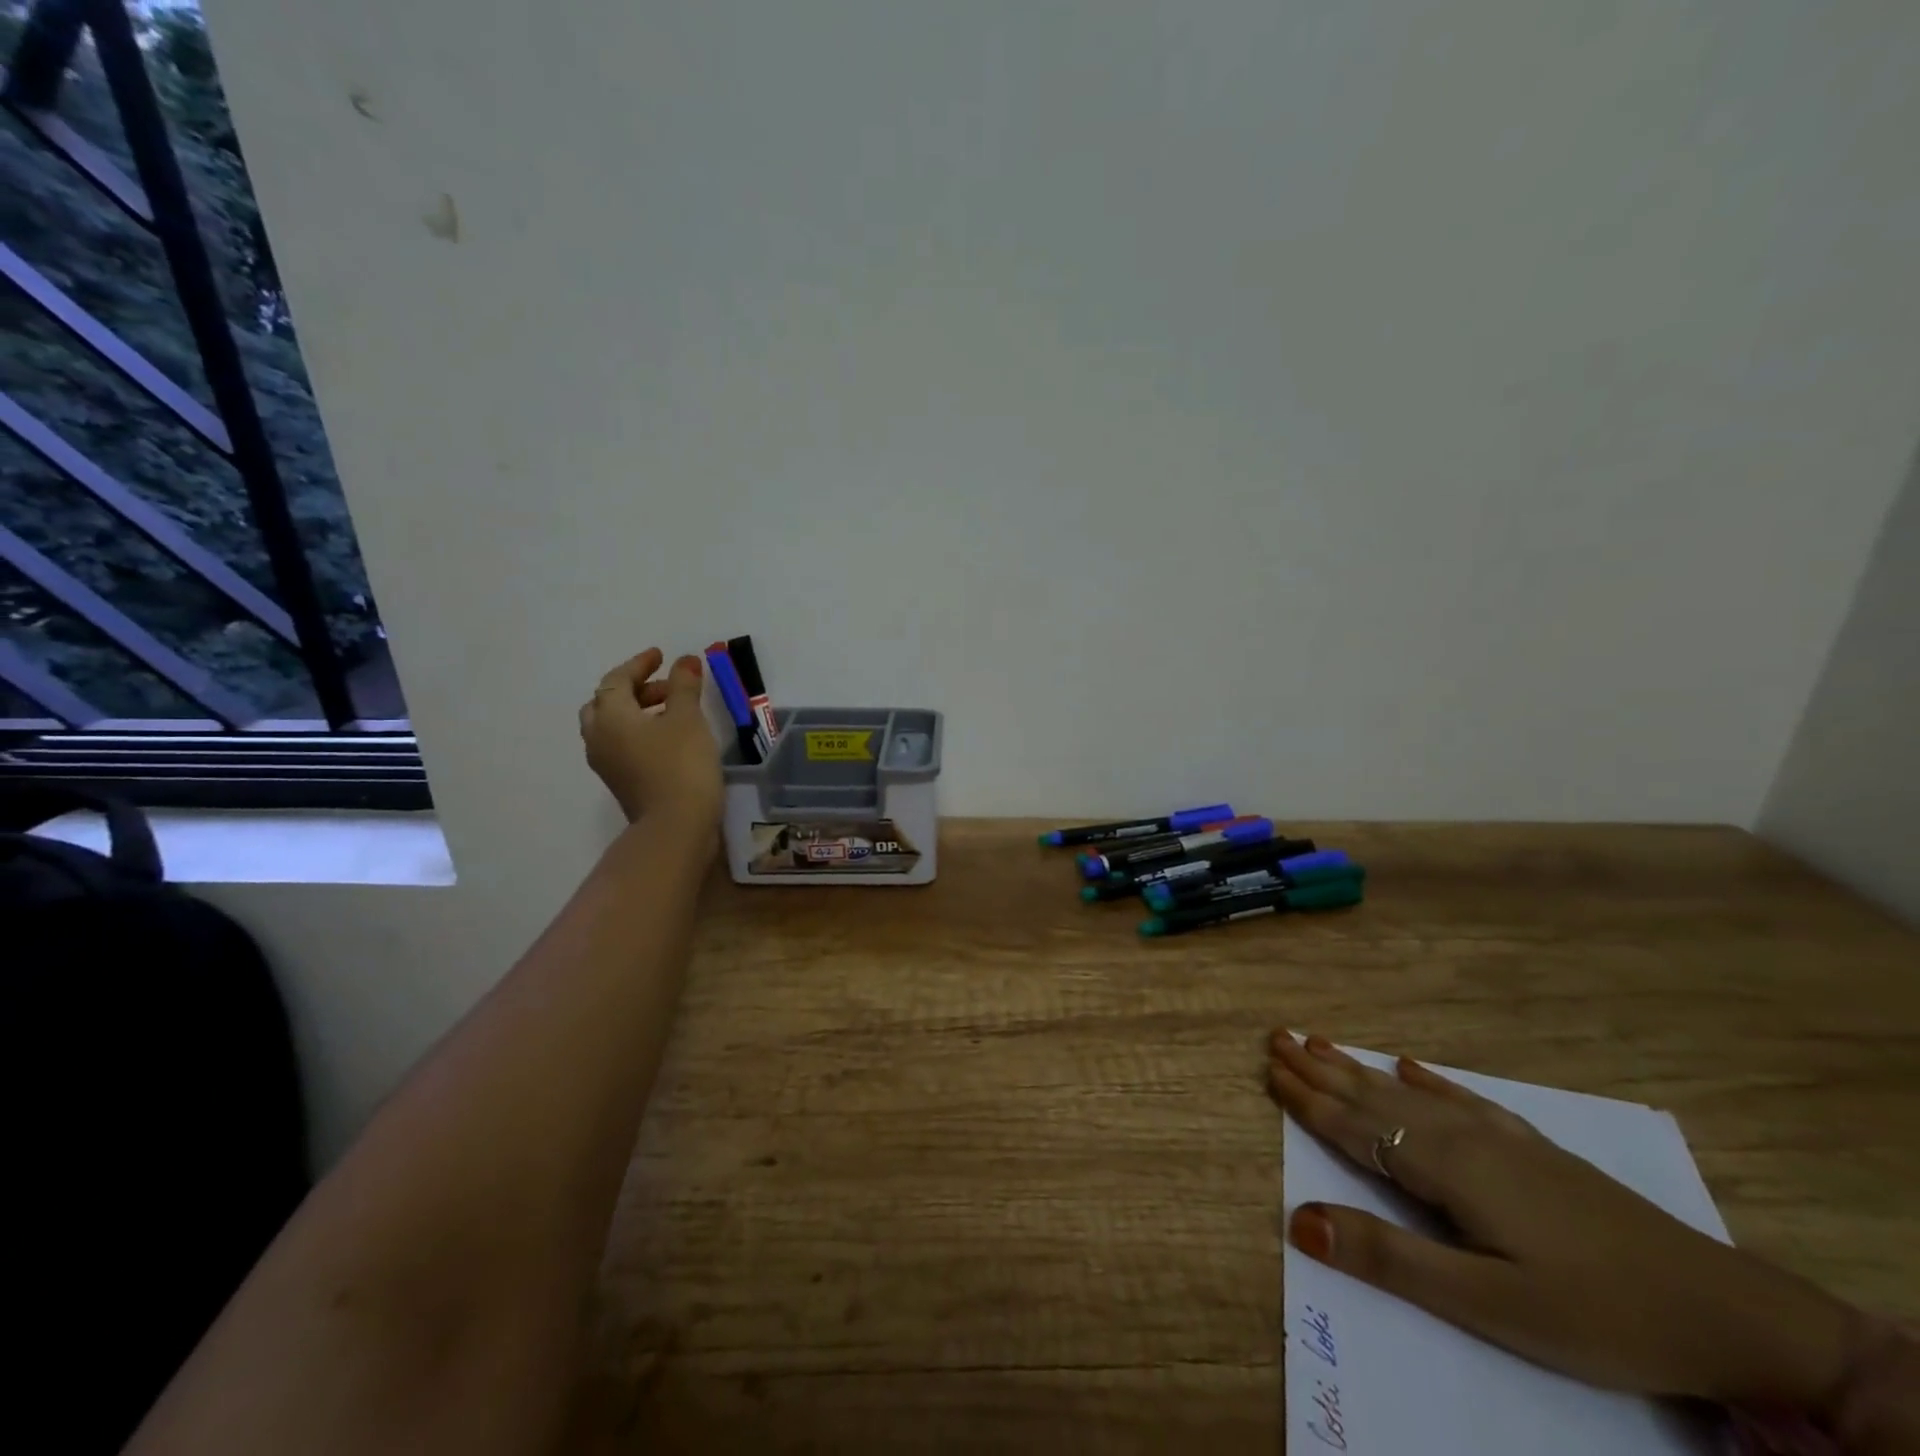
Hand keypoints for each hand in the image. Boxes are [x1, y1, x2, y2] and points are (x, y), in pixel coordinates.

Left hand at [577, 649, 721, 827]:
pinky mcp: (620, 782)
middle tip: (666, 686)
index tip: (660, 655)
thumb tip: (685, 661)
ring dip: (637, 711)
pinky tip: (667, 736)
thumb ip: (684, 686)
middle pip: (606, 703)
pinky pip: (621, 745)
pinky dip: (639, 731)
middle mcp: (599, 737)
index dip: (639, 664)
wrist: (676, 827)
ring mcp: (607, 763)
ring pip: (612, 726)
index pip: (617, 680)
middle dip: (634, 689)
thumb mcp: (688, 719)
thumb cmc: (681, 765)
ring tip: (672, 710)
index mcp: (610, 716)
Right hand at [1267, 1031, 1866, 1416]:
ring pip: (1408, 1092)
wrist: (1728, 1312)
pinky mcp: (1532, 1150)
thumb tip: (1298, 1218)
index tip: (1267, 1066)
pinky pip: (1461, 1099)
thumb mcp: (1488, 1303)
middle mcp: (1462, 1137)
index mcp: (1444, 1168)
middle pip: (1374, 1096)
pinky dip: (1427, 1080)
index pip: (1356, 1126)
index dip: (1309, 1098)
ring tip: (1320, 1040)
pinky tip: (1410, 1064)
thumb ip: (1389, 1257)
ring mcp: (1501, 1139)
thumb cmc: (1596, 1313)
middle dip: (1321, 1068)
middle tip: (1277, 1036)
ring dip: (1359, 1067)